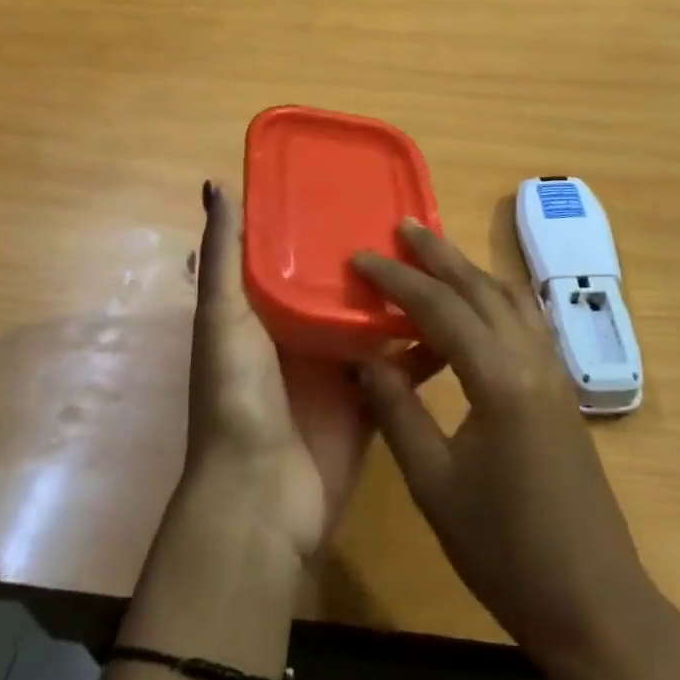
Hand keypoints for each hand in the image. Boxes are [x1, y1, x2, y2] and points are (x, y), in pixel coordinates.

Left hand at [185, 181, 440, 561]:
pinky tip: (462, 319)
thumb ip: (224, 257)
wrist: (263, 497)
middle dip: (374, 257)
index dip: (323, 222)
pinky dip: (428, 346)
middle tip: (417, 219)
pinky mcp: (373, 401)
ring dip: (406, 297)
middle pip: (344, 286)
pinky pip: (404, 366)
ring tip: (445, 259)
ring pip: (378, 322)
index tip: (359, 184)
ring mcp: (341, 370)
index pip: (298, 254)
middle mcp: (305, 335)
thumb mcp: (223, 318)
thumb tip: (216, 182)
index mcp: (267, 312)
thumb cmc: (239, 397)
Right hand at [353, 221, 653, 675]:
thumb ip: (398, 411)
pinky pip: (525, 323)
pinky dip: (494, 301)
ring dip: (470, 273)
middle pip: (482, 287)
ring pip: (510, 299)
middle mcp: (532, 359)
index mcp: (500, 378)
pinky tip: (474, 313)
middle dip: (439, 254)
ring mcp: (554, 372)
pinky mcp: (561, 390)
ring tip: (433, 259)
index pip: (440, 307)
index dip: (397, 279)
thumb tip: (366, 356)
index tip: (361, 257)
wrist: (591, 600)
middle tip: (403, 227)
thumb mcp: (434, 483)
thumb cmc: (505, 549)